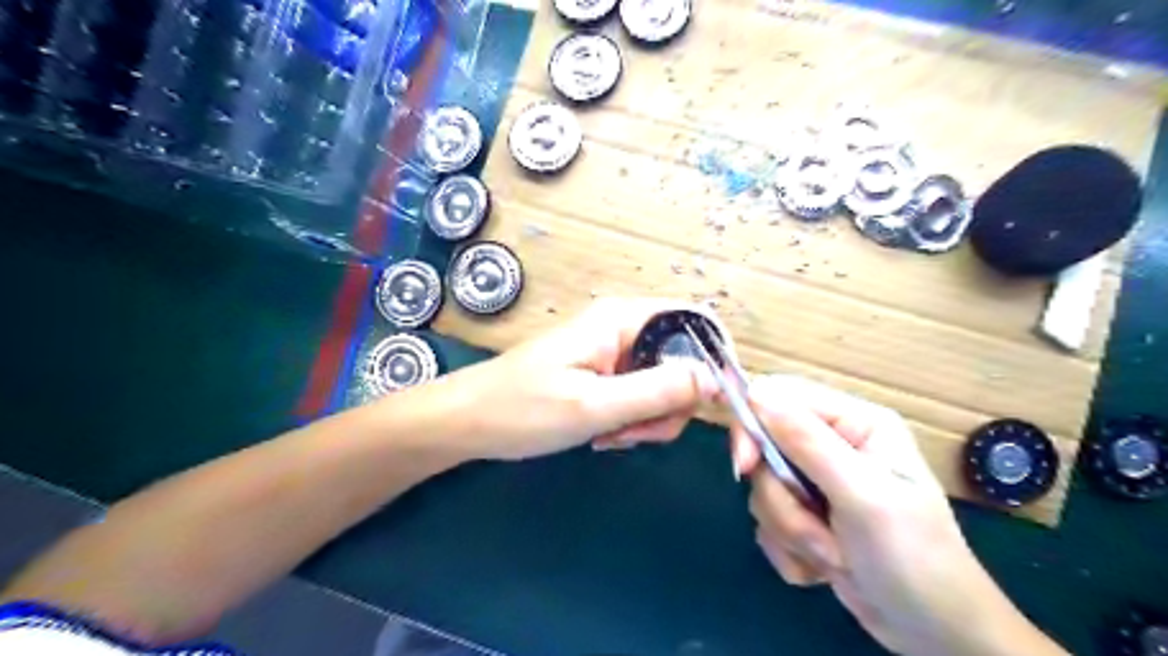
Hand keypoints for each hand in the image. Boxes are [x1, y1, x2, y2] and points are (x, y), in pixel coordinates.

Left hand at [414, 298, 715, 461]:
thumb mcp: (594, 405)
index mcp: (623, 319)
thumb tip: (717, 379)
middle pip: (685, 362)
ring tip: (609, 436)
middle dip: (670, 405)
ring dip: (648, 419)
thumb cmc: (523, 409)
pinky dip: (632, 422)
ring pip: (664, 386)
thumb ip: (658, 390)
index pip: (697, 323)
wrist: (468, 423)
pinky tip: (603, 436)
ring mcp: (615, 353)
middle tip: (634, 432)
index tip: (717, 407)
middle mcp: (625, 329)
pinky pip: (641, 397)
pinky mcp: (606, 375)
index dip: (717, 360)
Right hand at [738, 375, 1064, 655]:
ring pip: (764, 490)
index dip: (753, 424)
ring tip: (833, 556)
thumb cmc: (913, 557)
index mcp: (854, 422)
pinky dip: (790, 549)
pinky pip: (768, 520)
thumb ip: (808, 442)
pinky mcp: (805, 516)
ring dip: (791, 530)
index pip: (779, 396)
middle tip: (812, 531)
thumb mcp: (863, 496)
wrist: (935, 636)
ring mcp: (817, 482)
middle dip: (782, 499)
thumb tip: (758, 393)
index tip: (744, 466)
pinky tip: (826, 568)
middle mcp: (832, 444)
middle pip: (764, 448)